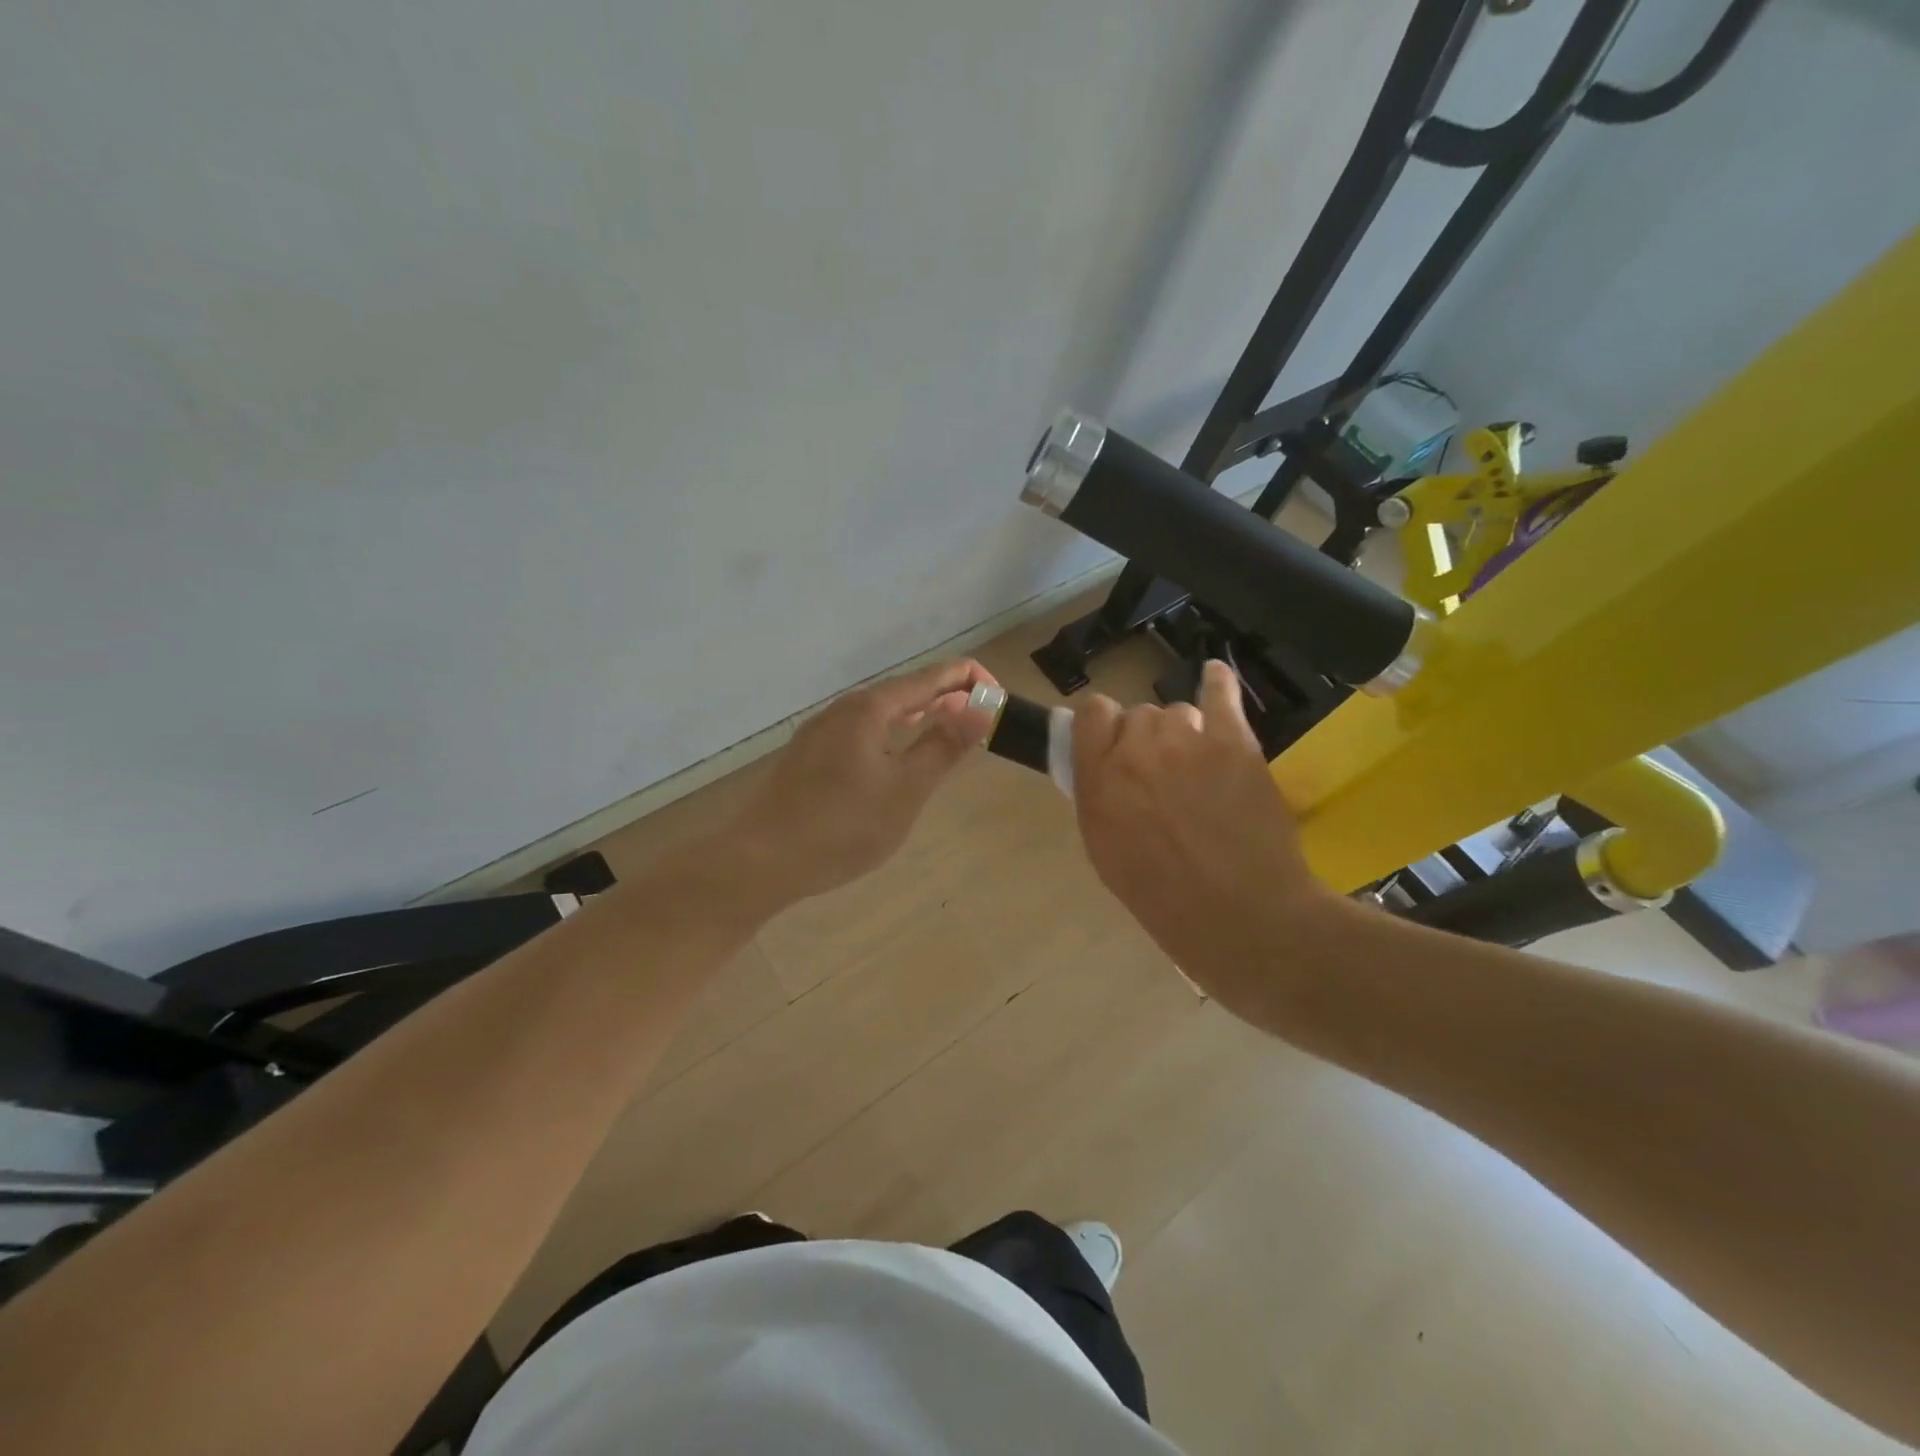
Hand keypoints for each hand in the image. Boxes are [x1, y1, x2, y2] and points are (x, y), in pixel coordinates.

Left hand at [728, 659, 997, 906]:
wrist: (763, 859)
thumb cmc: (843, 826)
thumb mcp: (905, 790)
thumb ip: (944, 746)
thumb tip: (981, 707)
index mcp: (870, 708)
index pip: (931, 677)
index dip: (970, 679)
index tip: (1000, 698)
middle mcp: (844, 708)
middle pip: (905, 689)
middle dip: (947, 696)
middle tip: (981, 717)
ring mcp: (822, 730)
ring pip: (882, 710)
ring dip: (920, 714)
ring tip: (948, 727)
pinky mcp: (810, 754)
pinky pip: (863, 729)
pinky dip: (894, 731)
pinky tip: (897, 753)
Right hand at [1071, 659, 1327, 1012]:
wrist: (1242, 917)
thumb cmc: (1164, 899)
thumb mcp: (1105, 852)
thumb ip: (1099, 797)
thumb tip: (1105, 767)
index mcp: (1098, 780)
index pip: (1090, 714)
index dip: (1102, 727)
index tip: (1112, 746)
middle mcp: (1136, 750)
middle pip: (1137, 715)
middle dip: (1146, 739)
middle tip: (1165, 776)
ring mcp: (1187, 741)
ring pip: (1177, 712)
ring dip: (1183, 734)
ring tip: (1201, 770)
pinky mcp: (1234, 742)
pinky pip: (1221, 693)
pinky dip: (1217, 684)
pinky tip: (1214, 678)